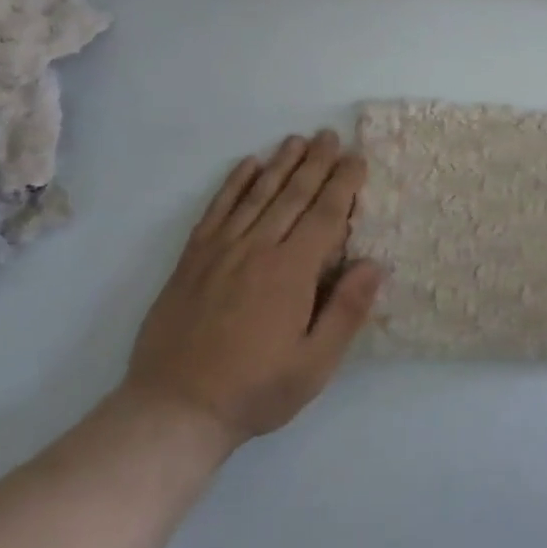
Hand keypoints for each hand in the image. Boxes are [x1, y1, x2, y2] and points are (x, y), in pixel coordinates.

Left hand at [122, 133, 381, 450]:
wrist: (173, 412)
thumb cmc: (255, 390)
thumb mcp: (315, 364)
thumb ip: (347, 311)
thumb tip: (373, 263)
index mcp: (292, 271)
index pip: (325, 214)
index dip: (343, 183)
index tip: (357, 158)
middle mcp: (258, 249)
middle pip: (292, 195)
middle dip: (316, 163)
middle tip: (330, 136)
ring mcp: (220, 252)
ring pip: (256, 195)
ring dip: (280, 164)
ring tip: (297, 140)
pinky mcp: (191, 261)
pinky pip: (216, 211)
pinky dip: (232, 184)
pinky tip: (246, 165)